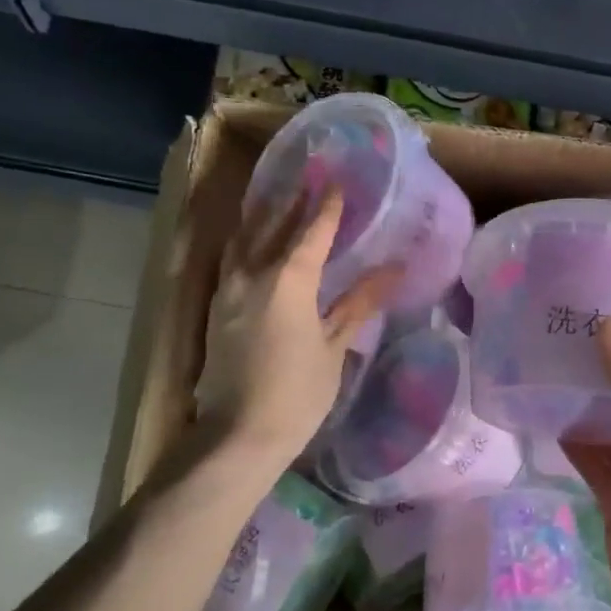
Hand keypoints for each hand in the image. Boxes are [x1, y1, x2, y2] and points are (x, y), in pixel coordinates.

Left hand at [190, 187, 397, 464]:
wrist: (238, 434)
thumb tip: (394, 268)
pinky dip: (245, 240)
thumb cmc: (298, 393)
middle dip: (292, 200)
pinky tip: (251, 240)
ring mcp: (227, 290)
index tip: (338, 181)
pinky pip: (231, 259)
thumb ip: (360, 302)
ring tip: (277, 197)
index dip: (327, 206)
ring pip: (244, 239)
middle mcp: (252, 274)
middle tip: (308, 176)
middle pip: (272, 226)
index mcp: (288, 281)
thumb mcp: (334, 346)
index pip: (312, 231)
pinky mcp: (216, 308)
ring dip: (262, 215)